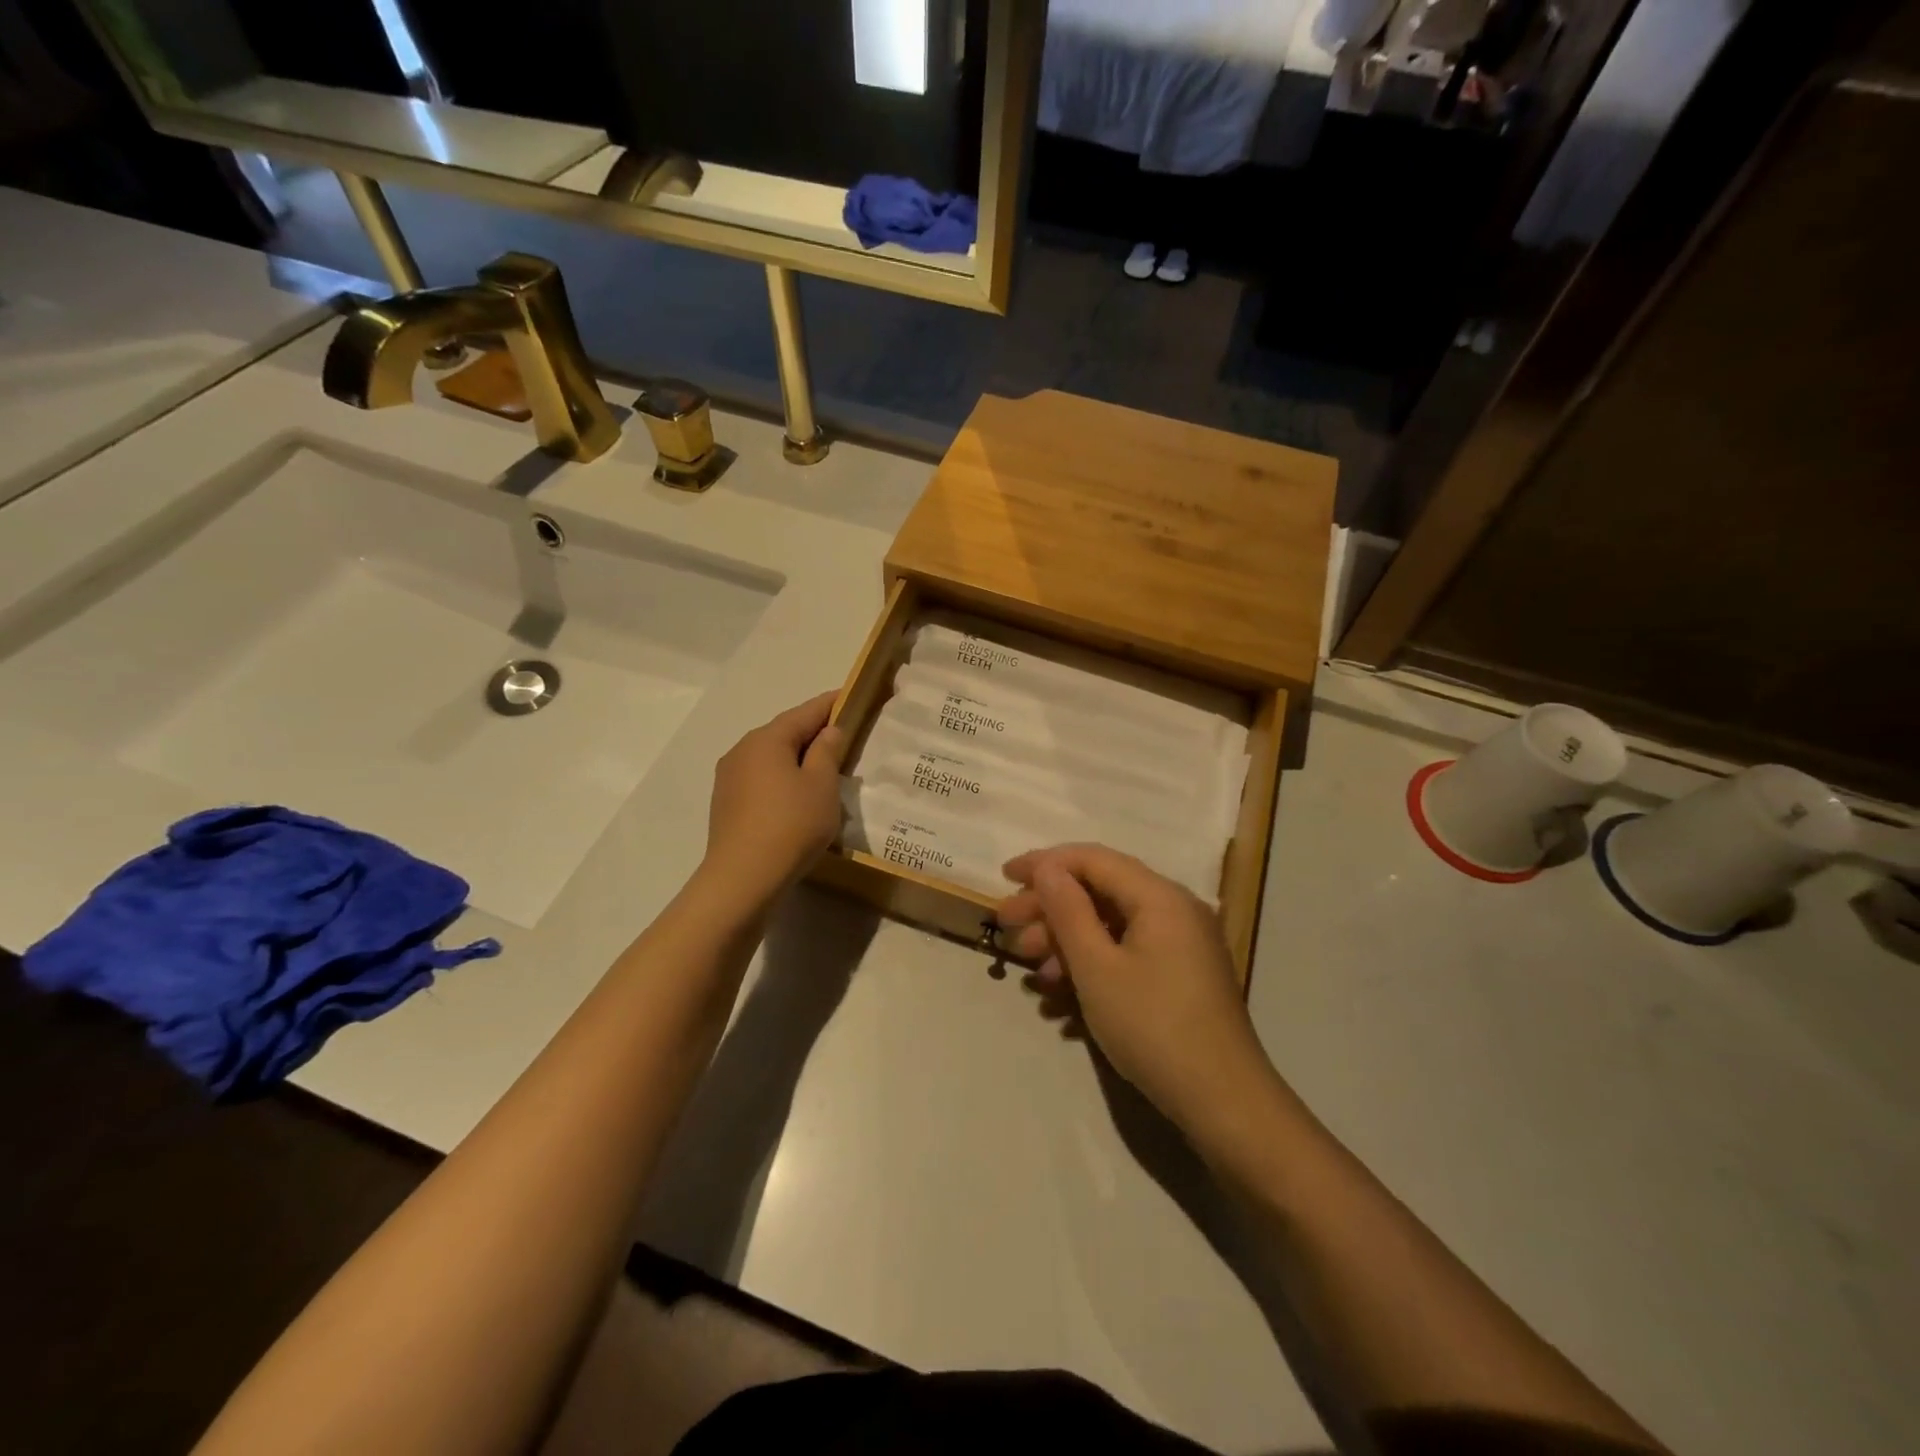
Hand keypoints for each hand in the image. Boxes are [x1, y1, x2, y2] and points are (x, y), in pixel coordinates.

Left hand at [703, 692, 847, 905]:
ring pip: (771, 758)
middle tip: (843, 737)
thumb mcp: (822, 785)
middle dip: (812, 733)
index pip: (805, 712)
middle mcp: (742, 750)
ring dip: (796, 759)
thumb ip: (827, 752)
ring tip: (823, 770)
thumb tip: (828, 731)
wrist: (743, 878)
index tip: (850, 696)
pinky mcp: (726, 804)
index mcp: (766, 739)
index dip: (830, 704)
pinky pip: (761, 780)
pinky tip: (797, 797)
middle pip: (784, 733)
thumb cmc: (791, 825)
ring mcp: (729, 778)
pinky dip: (782, 779)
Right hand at [996, 844, 1279, 1148]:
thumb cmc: (1153, 1027)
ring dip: (1066, 941)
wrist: (1224, 1102)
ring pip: (1111, 924)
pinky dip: (1092, 964)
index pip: (1093, 860)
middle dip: (1050, 907)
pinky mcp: (1180, 974)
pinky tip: (1060, 995)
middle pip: (1101, 890)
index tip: (1004, 877)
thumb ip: (1069, 911)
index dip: (1045, 863)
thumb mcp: (1097, 968)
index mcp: (1159, 897)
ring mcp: (1181, 943)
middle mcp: (1174, 909)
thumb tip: (1048, 869)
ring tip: (1031, 970)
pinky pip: (1127, 952)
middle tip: (1007, 927)